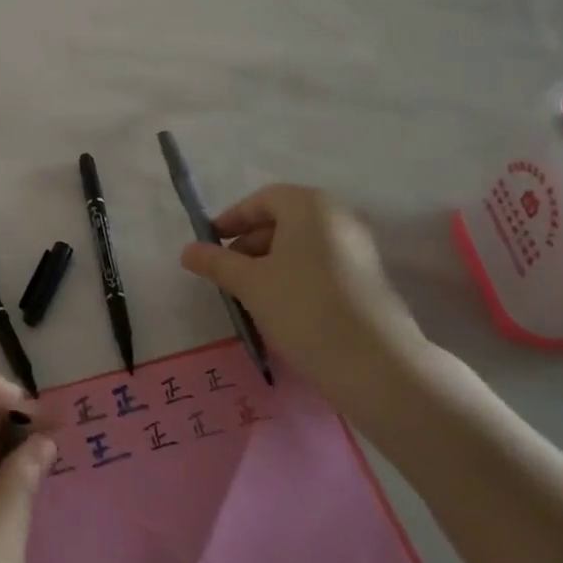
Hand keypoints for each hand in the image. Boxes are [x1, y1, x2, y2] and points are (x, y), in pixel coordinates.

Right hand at [180, 184, 453, 430]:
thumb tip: (187, 251)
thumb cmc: (303, 308)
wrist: (375, 363)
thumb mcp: (250, 283)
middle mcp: (339, 216)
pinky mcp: (368, 277)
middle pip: (284, 219)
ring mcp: (358, 247)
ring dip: (271, 262)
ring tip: (250, 293)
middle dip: (250, 243)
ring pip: (302, 244)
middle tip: (227, 273)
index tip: (210, 244)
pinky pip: (321, 263)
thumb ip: (216, 262)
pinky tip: (281, 306)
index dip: (232, 220)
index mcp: (310, 205)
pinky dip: (295, 275)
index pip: (262, 200)